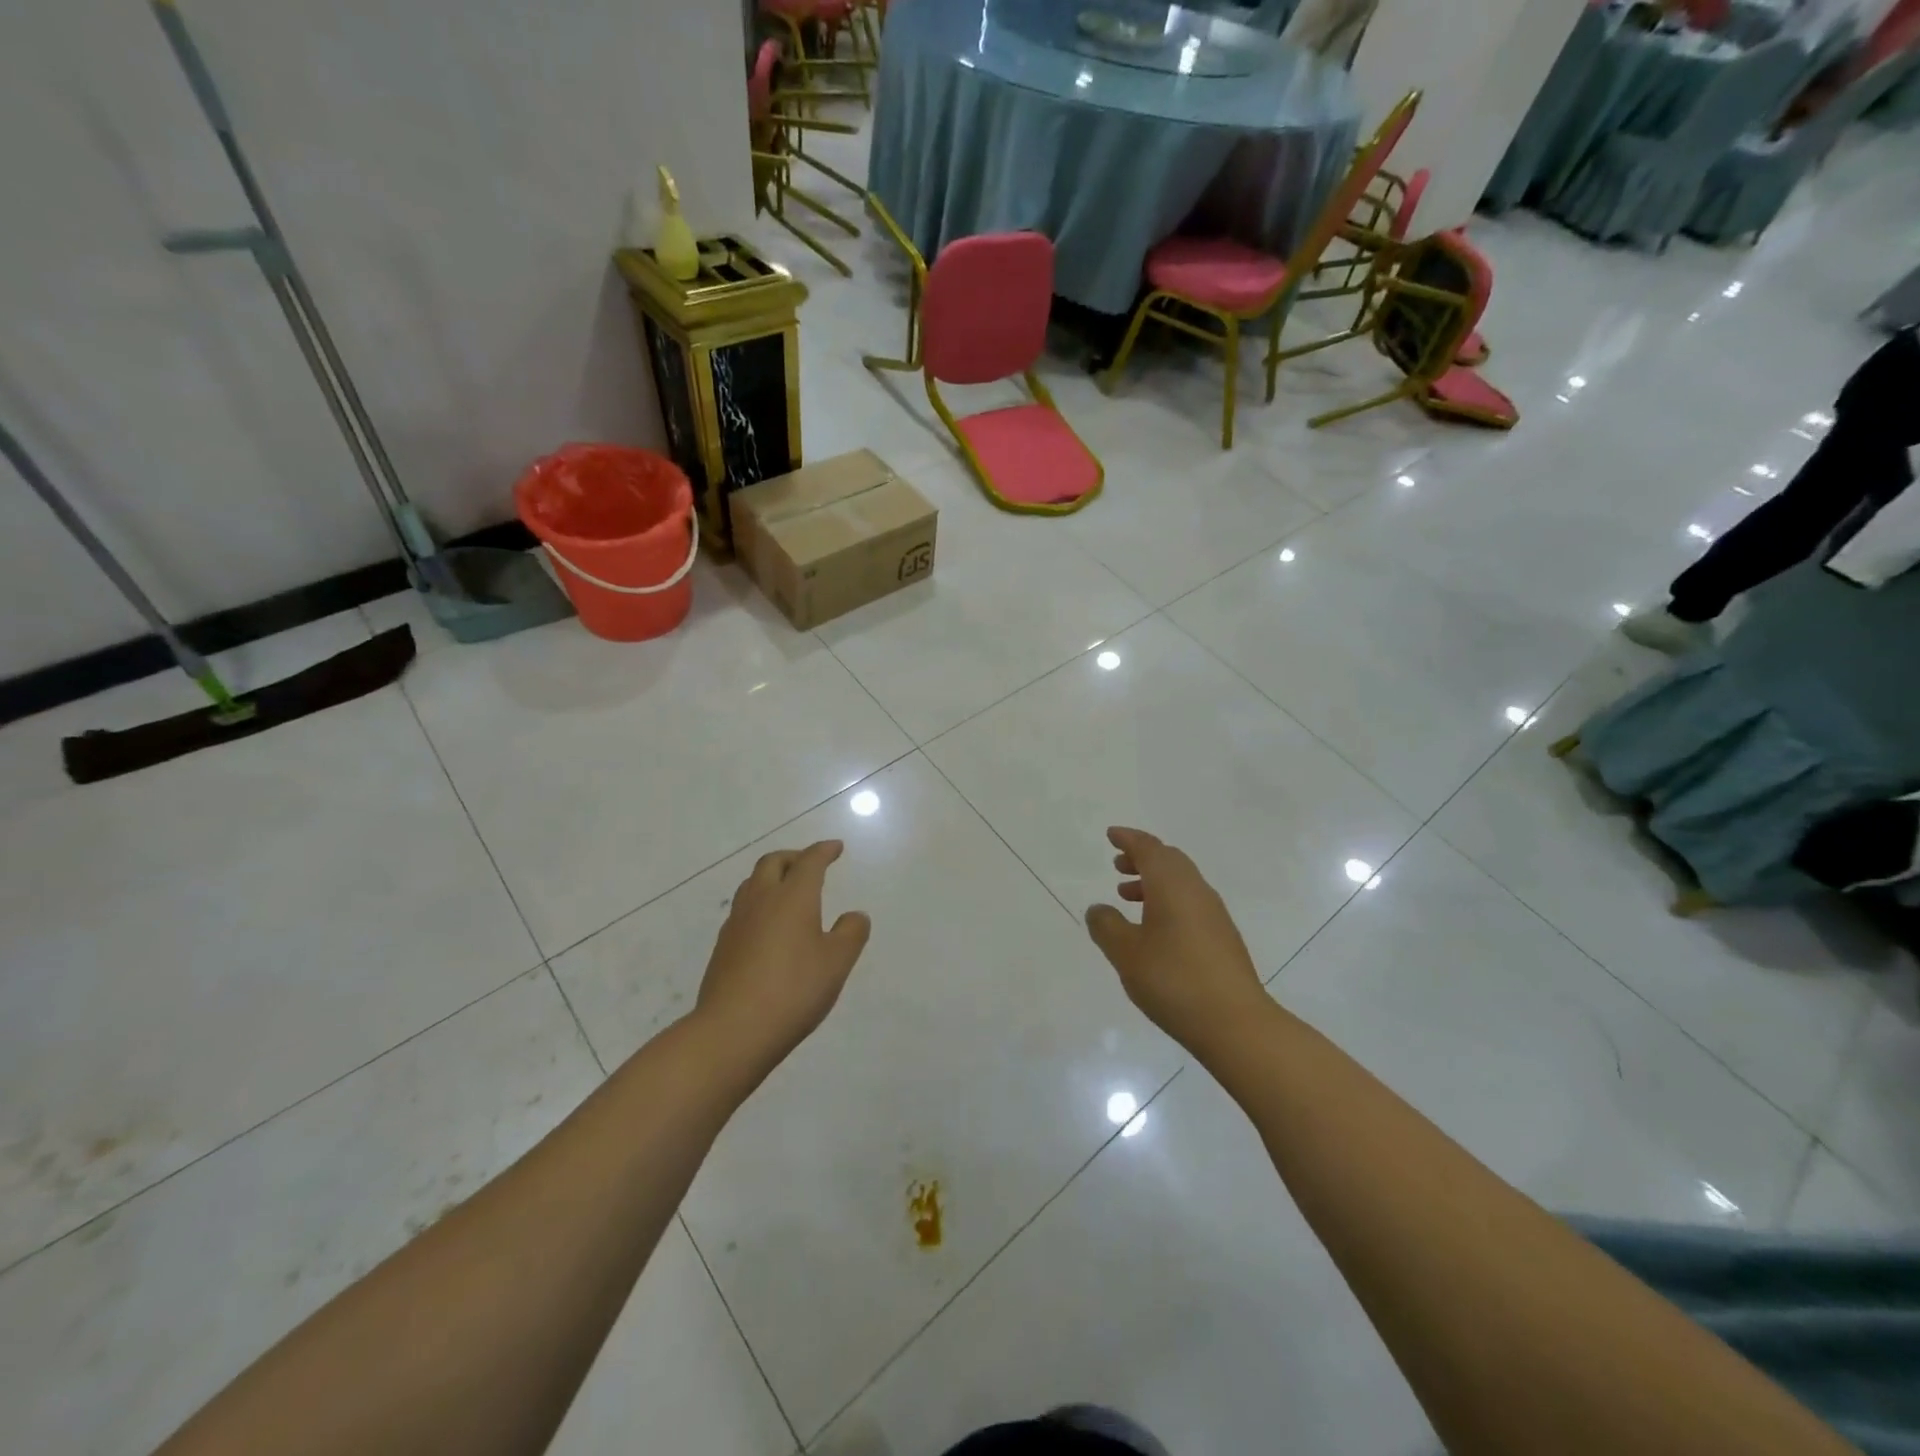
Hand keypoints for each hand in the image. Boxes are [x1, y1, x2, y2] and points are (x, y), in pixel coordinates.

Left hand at [697, 841, 870, 1067]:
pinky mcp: (723, 946)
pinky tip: (768, 925)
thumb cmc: (793, 989)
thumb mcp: (837, 962)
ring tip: (787, 890)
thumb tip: (854, 915)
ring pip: (753, 883)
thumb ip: (851, 933)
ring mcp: (737, 923)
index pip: (809, 861)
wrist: (733, 1030)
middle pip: (773, 862)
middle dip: (794, 857)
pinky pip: (743, 909)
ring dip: (772, 877)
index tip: (835, 847)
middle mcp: (762, 900)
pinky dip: (760, 903)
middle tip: (810, 864)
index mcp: (793, 897)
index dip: (824, 851)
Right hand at [1085, 827, 1267, 1053]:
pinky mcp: (1222, 937)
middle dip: (1142, 858)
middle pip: (1169, 860)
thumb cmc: (1173, 980)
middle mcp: (1196, 890)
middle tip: (1117, 865)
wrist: (1235, 1023)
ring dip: (1153, 881)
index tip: (1112, 835)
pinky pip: (1190, 902)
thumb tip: (1098, 909)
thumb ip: (1107, 926)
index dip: (1129, 839)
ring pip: (1180, 882)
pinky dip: (1167, 901)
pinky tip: (1154, 929)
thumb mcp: (1126, 953)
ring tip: (1127, 897)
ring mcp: (1214, 914)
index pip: (1149, 848)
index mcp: (1172, 885)